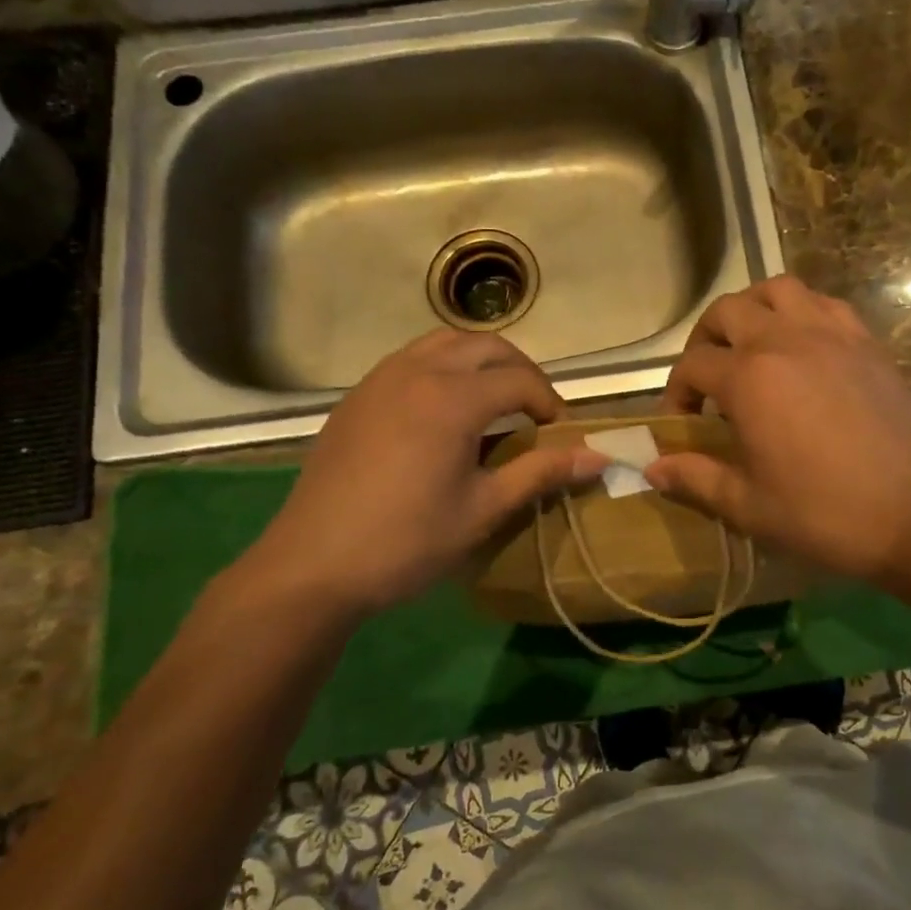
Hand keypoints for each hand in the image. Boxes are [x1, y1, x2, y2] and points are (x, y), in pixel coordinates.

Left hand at [231, 329, 607, 621]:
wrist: (312, 566)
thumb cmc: (406, 541)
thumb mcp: (484, 509)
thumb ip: (541, 472)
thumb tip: (598, 457)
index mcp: (451, 398)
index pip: (519, 380)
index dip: (550, 403)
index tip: (561, 434)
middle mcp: (416, 372)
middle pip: (485, 346)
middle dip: (520, 370)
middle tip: (535, 410)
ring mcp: (380, 380)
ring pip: (443, 342)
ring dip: (479, 361)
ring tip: (495, 401)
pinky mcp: (357, 397)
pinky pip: (411, 360)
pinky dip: (442, 368)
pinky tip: (444, 413)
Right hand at [647, 277, 910, 584]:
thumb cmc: (824, 514)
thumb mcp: (749, 505)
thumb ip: (696, 478)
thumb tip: (652, 466)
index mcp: (750, 378)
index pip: (693, 365)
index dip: (675, 392)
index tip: (681, 424)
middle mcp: (786, 340)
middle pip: (728, 310)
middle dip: (705, 339)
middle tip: (708, 379)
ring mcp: (832, 334)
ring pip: (778, 290)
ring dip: (753, 310)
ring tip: (751, 347)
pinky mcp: (868, 343)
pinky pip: (825, 304)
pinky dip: (802, 313)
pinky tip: (803, 348)